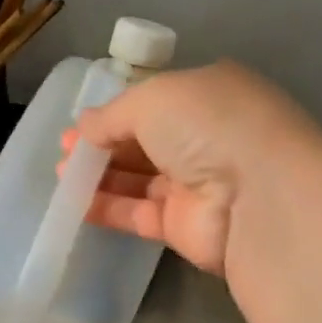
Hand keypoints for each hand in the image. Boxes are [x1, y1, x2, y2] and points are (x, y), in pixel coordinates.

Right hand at [65, 61, 321, 274]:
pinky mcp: (185, 226)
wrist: (257, 196)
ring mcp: (197, 185)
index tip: (79, 125)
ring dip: (100, 176)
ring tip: (63, 176)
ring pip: (140, 179)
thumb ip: (113, 113)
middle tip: (64, 152)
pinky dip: (108, 208)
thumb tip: (85, 125)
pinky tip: (75, 204)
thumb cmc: (208, 125)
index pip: (154, 102)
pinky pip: (139, 214)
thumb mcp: (154, 98)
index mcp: (208, 96)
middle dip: (103, 145)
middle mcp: (206, 139)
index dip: (114, 113)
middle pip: (144, 142)